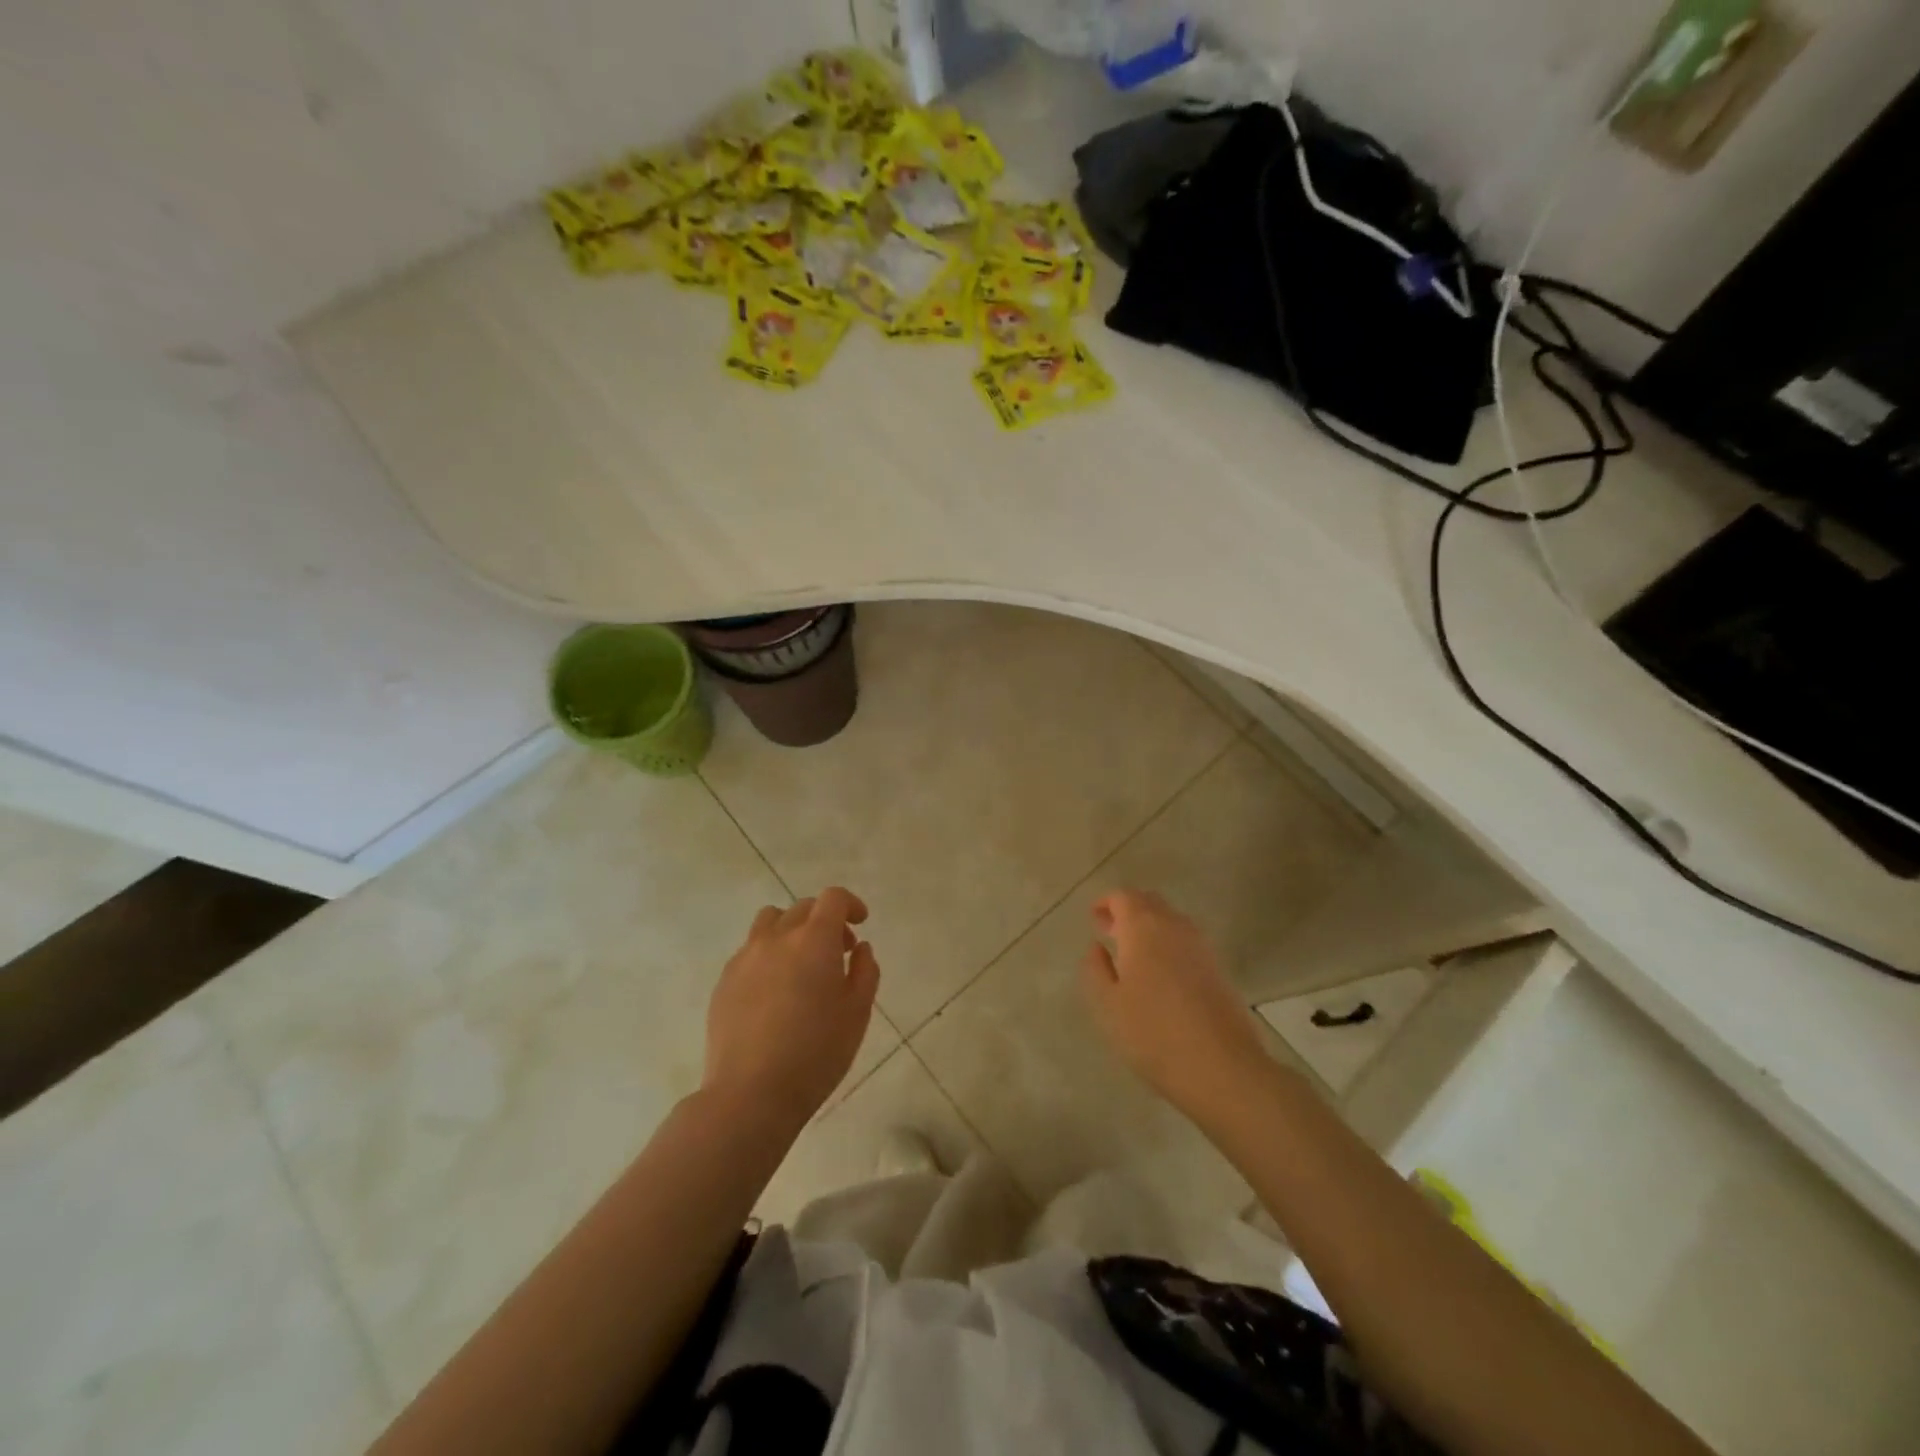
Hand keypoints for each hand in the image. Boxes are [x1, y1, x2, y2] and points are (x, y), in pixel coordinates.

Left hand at [704, 887, 879, 1127]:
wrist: (750, 1093)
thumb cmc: (816, 1053)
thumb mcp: (857, 1013)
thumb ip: (864, 971)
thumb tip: (860, 948)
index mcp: (814, 940)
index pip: (832, 898)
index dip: (850, 904)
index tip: (860, 922)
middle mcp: (777, 937)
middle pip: (802, 908)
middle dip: (825, 920)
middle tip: (838, 952)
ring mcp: (745, 957)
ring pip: (770, 922)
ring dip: (791, 930)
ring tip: (801, 963)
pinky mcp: (724, 980)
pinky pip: (750, 951)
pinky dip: (768, 955)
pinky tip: (775, 991)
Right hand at [1080, 889, 1269, 1119]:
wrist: (1222, 1067)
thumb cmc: (1153, 1034)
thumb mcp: (1108, 1005)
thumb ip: (1096, 969)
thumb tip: (1096, 947)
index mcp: (1143, 927)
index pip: (1123, 896)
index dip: (1106, 902)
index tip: (1093, 918)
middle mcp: (1174, 926)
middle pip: (1149, 902)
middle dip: (1128, 911)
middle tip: (1109, 932)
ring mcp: (1201, 946)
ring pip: (1170, 920)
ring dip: (1149, 927)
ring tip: (1132, 954)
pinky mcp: (1218, 967)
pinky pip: (1186, 941)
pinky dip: (1168, 944)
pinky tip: (1160, 974)